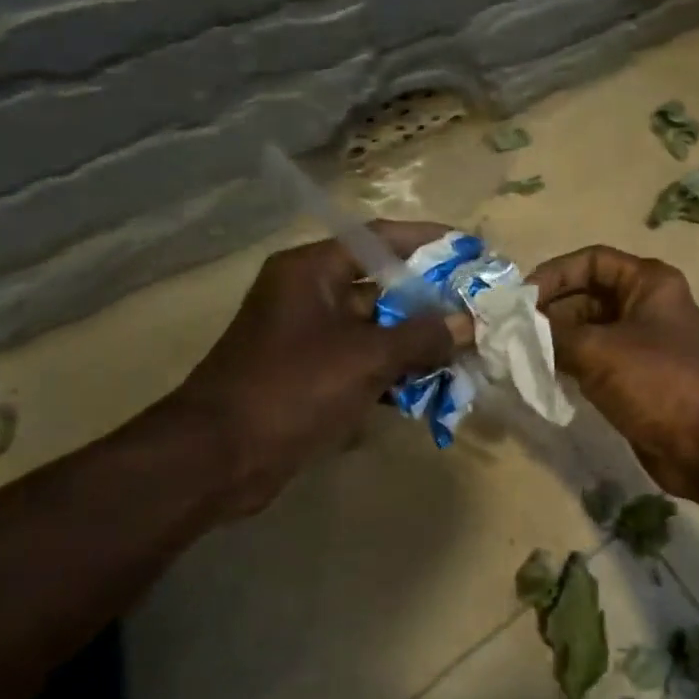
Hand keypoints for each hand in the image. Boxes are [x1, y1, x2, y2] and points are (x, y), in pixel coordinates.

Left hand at [172, 222, 458, 517]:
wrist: (219, 458)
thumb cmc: (292, 389)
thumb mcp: (366, 357)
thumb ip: (422, 336)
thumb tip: (468, 323)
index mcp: (313, 271)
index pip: (381, 239)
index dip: (430, 242)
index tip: (473, 251)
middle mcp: (311, 295)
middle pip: (384, 285)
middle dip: (433, 300)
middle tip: (479, 309)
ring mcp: (310, 338)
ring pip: (378, 328)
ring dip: (419, 341)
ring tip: (467, 351)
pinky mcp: (312, 376)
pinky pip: (365, 362)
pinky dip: (396, 372)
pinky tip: (434, 388)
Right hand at [531, 246, 698, 495]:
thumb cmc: (657, 382)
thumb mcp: (598, 351)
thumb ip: (552, 335)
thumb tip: (517, 329)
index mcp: (650, 283)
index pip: (593, 260)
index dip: (555, 274)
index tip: (520, 299)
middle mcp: (648, 306)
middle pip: (589, 295)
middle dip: (550, 310)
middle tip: (511, 332)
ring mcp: (644, 344)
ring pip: (590, 330)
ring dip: (556, 340)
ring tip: (519, 354)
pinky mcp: (638, 378)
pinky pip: (597, 361)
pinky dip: (570, 364)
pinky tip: (541, 376)